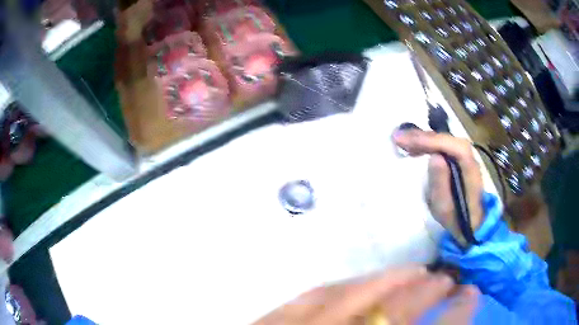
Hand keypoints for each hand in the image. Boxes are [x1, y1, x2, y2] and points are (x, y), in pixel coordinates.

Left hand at [253, 267, 478, 324]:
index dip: (457, 316)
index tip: (472, 295)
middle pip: (395, 312)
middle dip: (427, 293)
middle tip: (447, 279)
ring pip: (354, 296)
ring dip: (389, 281)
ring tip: (414, 271)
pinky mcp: (271, 321)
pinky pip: (312, 295)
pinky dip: (344, 286)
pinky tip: (361, 281)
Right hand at [393, 130, 483, 243]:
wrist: (472, 223)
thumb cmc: (458, 219)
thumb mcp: (446, 209)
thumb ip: (441, 185)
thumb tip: (434, 157)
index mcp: (470, 171)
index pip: (454, 147)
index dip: (432, 141)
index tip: (408, 142)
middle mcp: (470, 158)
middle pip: (448, 139)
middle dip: (423, 137)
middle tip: (398, 138)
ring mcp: (465, 157)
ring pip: (444, 139)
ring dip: (423, 138)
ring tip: (402, 141)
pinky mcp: (458, 160)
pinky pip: (442, 145)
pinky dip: (427, 143)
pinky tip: (414, 146)